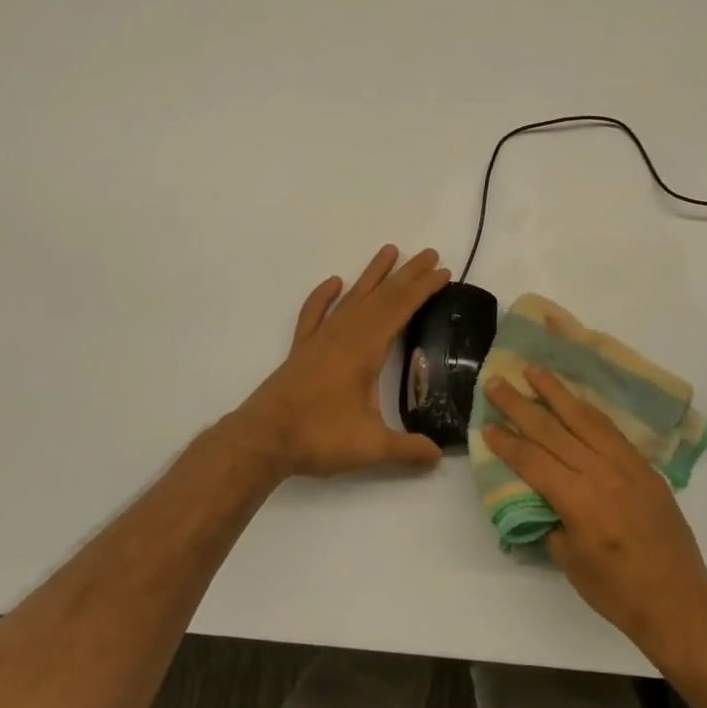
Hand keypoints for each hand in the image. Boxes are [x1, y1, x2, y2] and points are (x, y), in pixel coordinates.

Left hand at [230, 245, 450, 481]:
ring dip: (372, 275)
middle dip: (407, 274)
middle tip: (430, 254)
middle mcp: (344, 335)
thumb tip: (440, 456)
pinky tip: (333, 282)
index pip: (400, 309)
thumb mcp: (370, 447)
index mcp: (365, 349)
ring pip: (352, 298)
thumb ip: (407, 450)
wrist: (263, 438)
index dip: (423, 289)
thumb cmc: (319, 437)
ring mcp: (320, 339)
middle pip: (381, 296)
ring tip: (389, 251)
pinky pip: (314, 313)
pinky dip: (323, 296)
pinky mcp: (301, 349)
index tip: (443, 271)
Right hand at [484, 368, 706, 664]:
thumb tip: (539, 492)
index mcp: (578, 500)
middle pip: (553, 430)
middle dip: (521, 405)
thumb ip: (551, 518)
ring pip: (585, 418)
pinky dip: (588, 410)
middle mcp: (601, 473)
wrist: (679, 602)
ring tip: (535, 370)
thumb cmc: (617, 591)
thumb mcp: (569, 560)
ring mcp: (626, 466)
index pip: (533, 460)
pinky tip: (575, 399)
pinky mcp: (644, 467)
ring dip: (556, 392)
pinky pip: (611, 429)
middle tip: (497, 382)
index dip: (507, 442)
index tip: (486, 424)